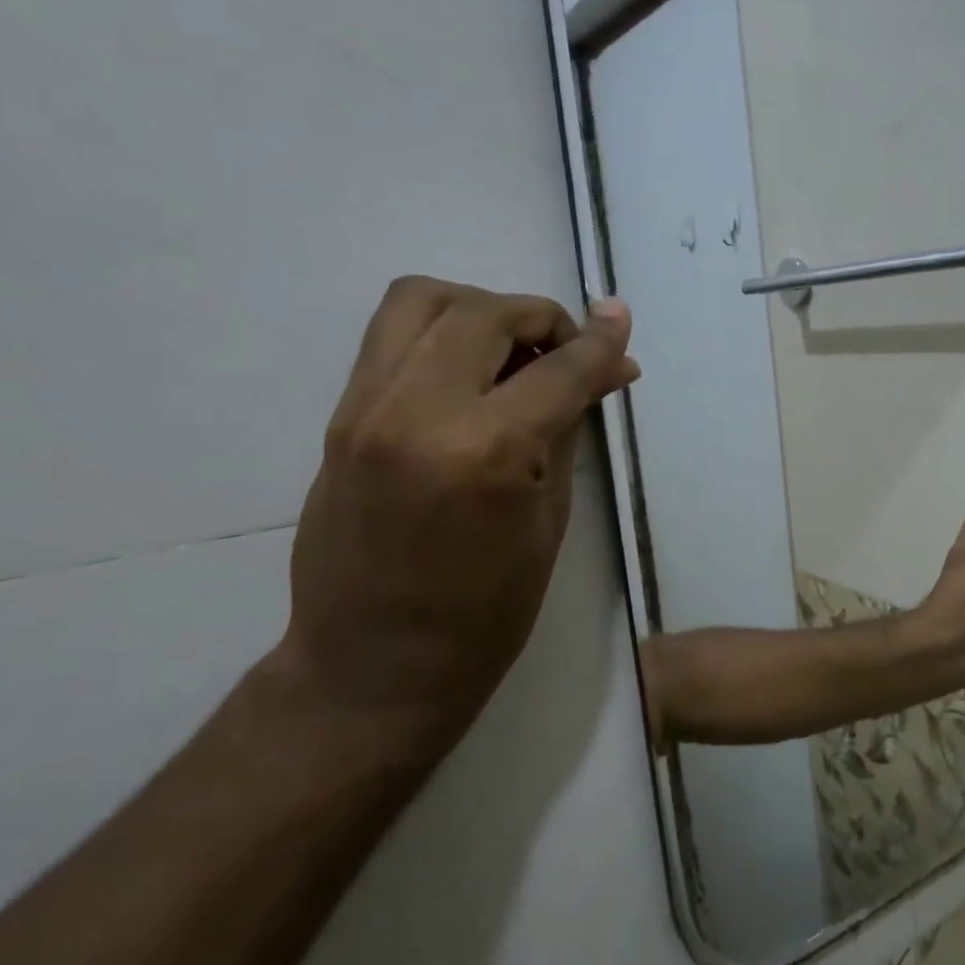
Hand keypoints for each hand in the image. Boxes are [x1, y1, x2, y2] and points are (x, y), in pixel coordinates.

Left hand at [280, 277, 638, 745]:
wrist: (375, 663)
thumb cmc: (487, 612)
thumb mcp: (550, 518)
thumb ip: (569, 429)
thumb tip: (604, 373)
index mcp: (487, 452)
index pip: (558, 369)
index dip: (601, 343)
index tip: (623, 321)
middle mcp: (419, 411)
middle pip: (486, 314)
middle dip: (542, 319)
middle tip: (570, 352)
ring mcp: (367, 408)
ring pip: (422, 301)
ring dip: (481, 309)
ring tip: (513, 348)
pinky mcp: (341, 416)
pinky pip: (391, 336)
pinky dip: (441, 331)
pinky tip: (470, 371)